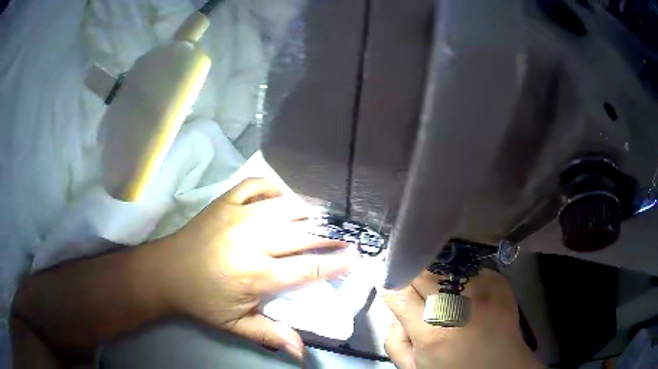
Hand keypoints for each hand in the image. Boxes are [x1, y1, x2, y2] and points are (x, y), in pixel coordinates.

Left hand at [150, 178, 350, 360]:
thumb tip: (302, 354)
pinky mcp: (224, 201)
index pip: (308, 269)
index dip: (336, 264)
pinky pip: (255, 184)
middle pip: (303, 234)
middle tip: (346, 237)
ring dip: (307, 213)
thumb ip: (270, 335)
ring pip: (285, 206)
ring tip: (319, 220)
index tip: (355, 258)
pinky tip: (280, 199)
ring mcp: (237, 215)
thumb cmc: (202, 300)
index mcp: (255, 275)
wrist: (166, 271)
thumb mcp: (235, 325)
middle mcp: (251, 241)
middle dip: (330, 236)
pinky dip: (273, 187)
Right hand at [383, 269, 542, 368]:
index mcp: (433, 331)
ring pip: (445, 263)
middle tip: (409, 279)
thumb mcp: (412, 366)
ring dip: (434, 271)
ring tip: (436, 282)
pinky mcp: (500, 281)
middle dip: (410, 271)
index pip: (398, 289)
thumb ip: (394, 337)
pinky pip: (470, 266)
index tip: (385, 275)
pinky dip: (459, 273)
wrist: (501, 367)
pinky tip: (461, 285)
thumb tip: (396, 306)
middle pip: (422, 269)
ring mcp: (484, 289)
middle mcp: (459, 305)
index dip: (388, 278)